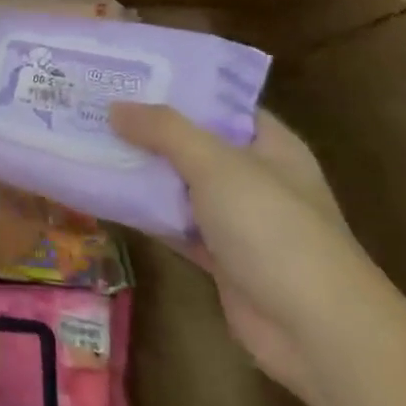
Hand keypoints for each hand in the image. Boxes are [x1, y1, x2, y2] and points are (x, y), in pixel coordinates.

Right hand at [108, 103, 391, 405]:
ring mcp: (237, 220)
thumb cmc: (274, 229)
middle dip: (147, 127)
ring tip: (88, 142)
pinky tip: (104, 195)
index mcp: (269, 144)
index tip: (127, 74)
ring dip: (141, 169)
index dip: (177, 86)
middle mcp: (254, 176)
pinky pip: (174, 223)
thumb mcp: (217, 164)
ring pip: (179, 184)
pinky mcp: (220, 257)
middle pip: (193, 142)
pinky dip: (145, 211)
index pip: (219, 103)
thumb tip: (116, 107)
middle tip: (94, 105)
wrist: (316, 331)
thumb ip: (164, 130)